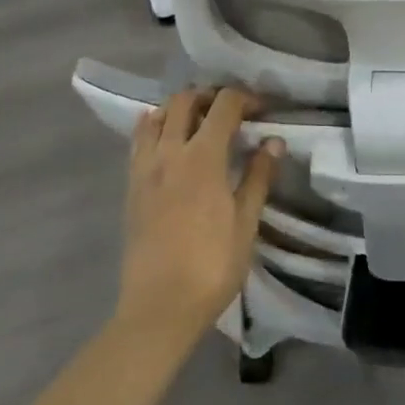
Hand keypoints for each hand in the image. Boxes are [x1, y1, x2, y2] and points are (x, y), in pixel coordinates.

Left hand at [116, 88, 283, 348]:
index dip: (245, 98)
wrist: (159, 308)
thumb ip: (258, 176)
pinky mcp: (131, 186)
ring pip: (157, 116)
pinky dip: (154, 127)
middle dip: (210, 96)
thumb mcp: (246, 223)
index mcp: (203, 157)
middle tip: (230, 113)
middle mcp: (170, 152)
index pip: (224, 105)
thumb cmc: (211, 266)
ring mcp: (145, 167)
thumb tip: (273, 141)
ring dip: (179, 109)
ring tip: (198, 124)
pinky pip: (139, 141)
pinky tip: (167, 140)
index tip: (261, 110)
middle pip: (185, 100)